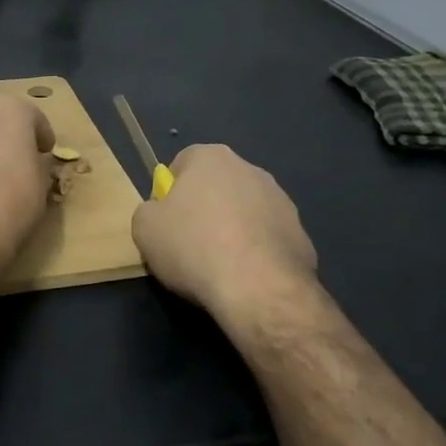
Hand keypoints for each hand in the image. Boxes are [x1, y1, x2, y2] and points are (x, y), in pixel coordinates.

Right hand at [131, 144, 320, 332]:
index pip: (182, 163)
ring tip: (218, 265)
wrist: (258, 288)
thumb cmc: (193, 246)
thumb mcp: (144, 228)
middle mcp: (250, 170)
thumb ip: (149, 211)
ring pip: (244, 211)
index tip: (166, 221)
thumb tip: (161, 214)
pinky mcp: (301, 233)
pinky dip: (255, 252)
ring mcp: (282, 201)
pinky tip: (245, 277)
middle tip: (188, 243)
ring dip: (232, 230)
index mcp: (211, 158)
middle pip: (216, 186)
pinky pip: (267, 238)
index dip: (170, 192)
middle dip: (204, 209)